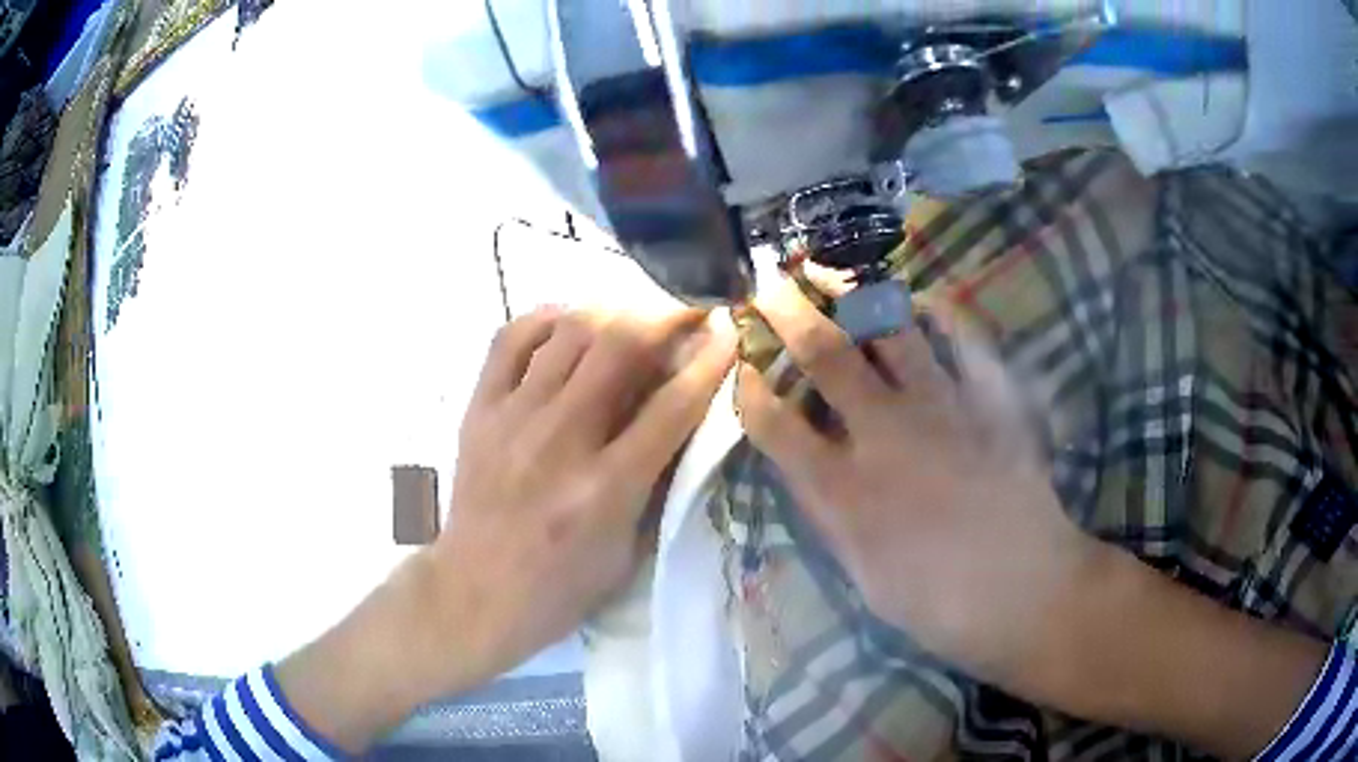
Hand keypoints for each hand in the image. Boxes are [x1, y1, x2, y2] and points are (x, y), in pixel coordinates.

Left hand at [432, 306, 736, 685]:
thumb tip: (682, 414)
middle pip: (619, 346)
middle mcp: (559, 441)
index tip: (728, 330)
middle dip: (664, 316)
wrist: (476, 593)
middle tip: (685, 312)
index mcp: (606, 488)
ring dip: (612, 313)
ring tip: (631, 319)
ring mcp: (512, 418)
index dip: (710, 360)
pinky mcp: (478, 409)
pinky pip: (510, 338)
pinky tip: (567, 325)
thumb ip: (658, 482)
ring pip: (569, 331)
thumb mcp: (629, 551)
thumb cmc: (562, 586)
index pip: (672, 405)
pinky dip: (545, 319)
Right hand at [735, 281, 1101, 683]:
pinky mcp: (988, 398)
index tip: (745, 364)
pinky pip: (962, 336)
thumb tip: (807, 466)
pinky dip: (940, 311)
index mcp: (843, 489)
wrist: (1023, 591)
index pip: (774, 422)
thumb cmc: (936, 600)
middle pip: (824, 354)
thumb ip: (829, 513)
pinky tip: (924, 300)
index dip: (750, 386)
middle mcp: (884, 433)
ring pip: (890, 328)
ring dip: (854, 294)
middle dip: (786, 312)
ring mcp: (941, 406)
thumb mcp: (861, 574)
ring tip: (833, 275)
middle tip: (770, 287)